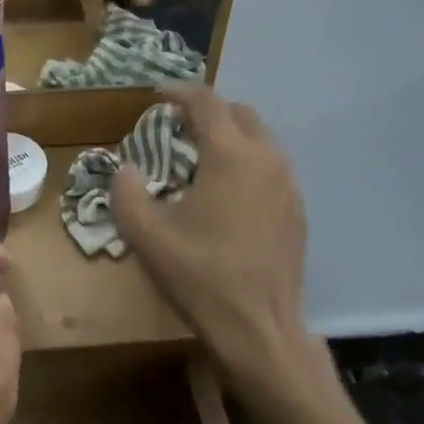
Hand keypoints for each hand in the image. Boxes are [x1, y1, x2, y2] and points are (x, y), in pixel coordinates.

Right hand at [110, 83, 327, 405]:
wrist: (259, 331)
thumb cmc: (200, 276)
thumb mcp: (145, 234)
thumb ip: (127, 191)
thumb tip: (127, 169)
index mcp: (231, 155)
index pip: (206, 102)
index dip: (179, 92)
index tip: (157, 96)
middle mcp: (266, 159)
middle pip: (239, 113)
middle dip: (207, 111)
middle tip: (177, 127)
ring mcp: (288, 186)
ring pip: (259, 140)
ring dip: (229, 137)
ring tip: (199, 159)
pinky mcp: (297, 211)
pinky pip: (270, 169)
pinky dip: (246, 164)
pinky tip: (226, 195)